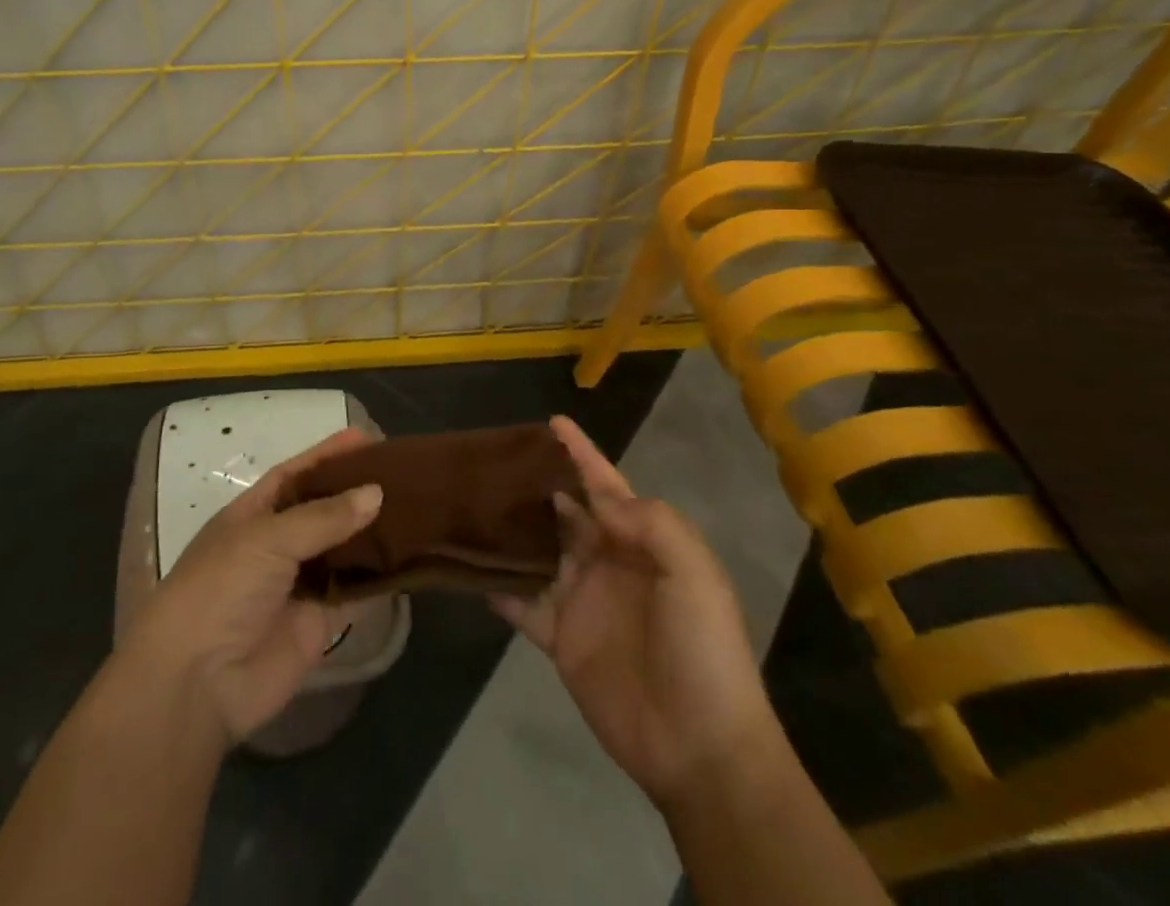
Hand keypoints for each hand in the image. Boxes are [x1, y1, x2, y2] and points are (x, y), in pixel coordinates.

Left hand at [120, 426, 383, 747]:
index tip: (366, 437)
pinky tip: (411, 554)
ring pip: (342, 548)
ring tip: (416, 506)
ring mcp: (298, 583)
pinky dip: (379, 575)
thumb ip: (323, 517)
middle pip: (323, 510)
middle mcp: (277, 544)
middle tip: (403, 472)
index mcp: (253, 514)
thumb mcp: (267, 538)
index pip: (295, 474)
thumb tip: (376, 493)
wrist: (199, 681)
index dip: (327, 455)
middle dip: (356, 490)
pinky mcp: (318, 622)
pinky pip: (354, 591)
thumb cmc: (221, 588)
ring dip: (372, 530)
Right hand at [493, 417, 775, 807]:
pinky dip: (496, 586)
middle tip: (495, 458)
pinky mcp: (559, 638)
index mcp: (641, 542)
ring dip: (512, 528)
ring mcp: (580, 599)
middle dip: (537, 484)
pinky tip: (467, 566)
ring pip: (537, 550)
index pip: (605, 486)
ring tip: (473, 499)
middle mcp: (606, 561)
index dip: (580, 454)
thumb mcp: (694, 573)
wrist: (700, 747)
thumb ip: (649, 522)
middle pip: (564, 511)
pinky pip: (521, 604)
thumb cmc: (703, 649)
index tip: (552, 421)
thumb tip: (595, 497)